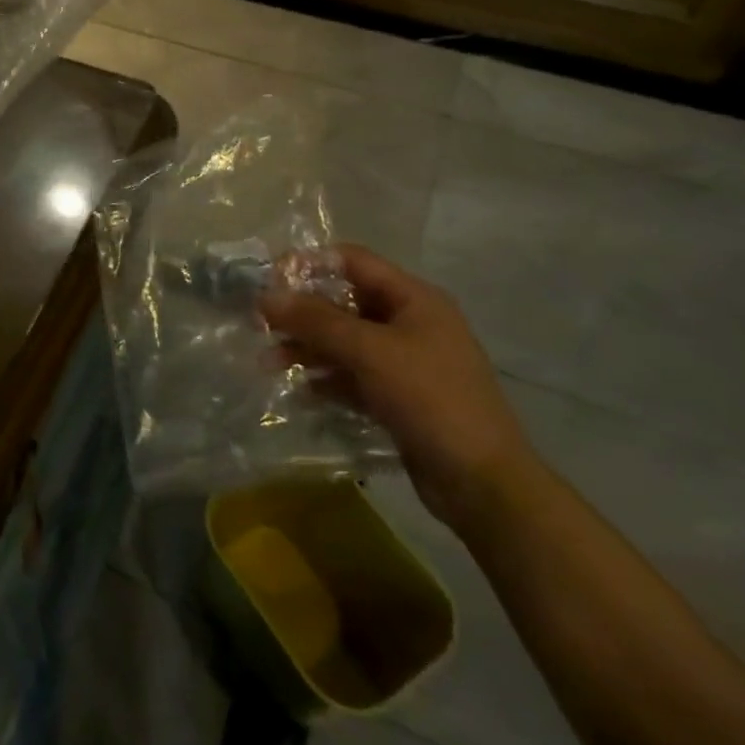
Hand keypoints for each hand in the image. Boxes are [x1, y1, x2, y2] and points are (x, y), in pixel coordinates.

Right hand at [259, 244, 540, 529]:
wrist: (483, 484)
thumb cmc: (430, 400)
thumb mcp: (369, 352)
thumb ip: (315, 320)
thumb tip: (265, 296)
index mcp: (414, 299)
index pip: (353, 261)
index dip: (309, 264)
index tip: (269, 282)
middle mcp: (410, 323)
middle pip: (344, 302)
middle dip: (301, 313)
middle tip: (261, 326)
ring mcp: (405, 362)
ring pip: (345, 342)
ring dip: (307, 348)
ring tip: (268, 363)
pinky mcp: (398, 397)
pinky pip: (353, 376)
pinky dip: (326, 378)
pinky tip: (301, 390)